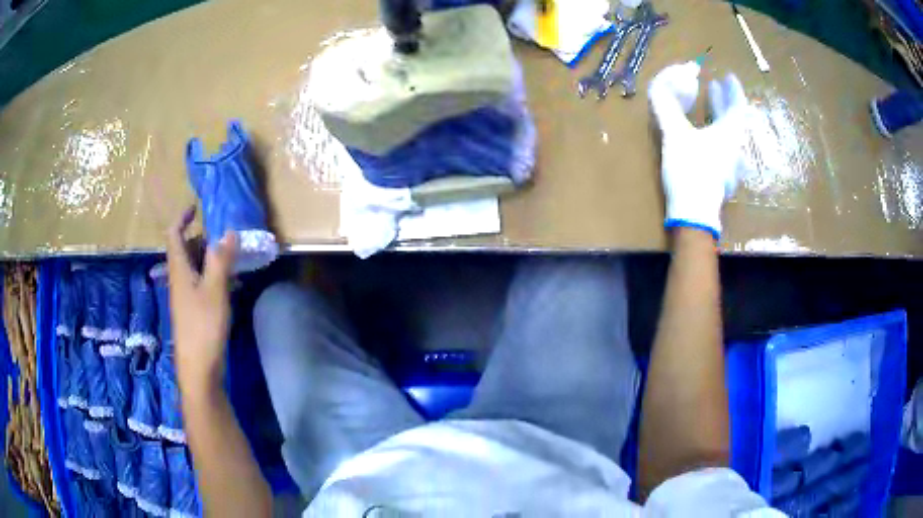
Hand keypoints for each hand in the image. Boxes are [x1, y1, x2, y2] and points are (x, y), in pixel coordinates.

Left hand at [166, 206, 236, 395]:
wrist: (198, 367)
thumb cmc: (203, 326)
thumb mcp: (215, 290)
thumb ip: (221, 260)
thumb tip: (228, 231)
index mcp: (179, 270)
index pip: (174, 235)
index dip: (182, 218)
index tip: (197, 207)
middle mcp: (179, 279)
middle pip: (185, 249)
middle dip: (202, 237)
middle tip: (224, 233)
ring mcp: (185, 296)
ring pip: (194, 266)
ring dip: (209, 256)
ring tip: (231, 254)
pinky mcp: (193, 310)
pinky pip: (200, 282)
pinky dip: (212, 275)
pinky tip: (230, 281)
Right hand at [648, 61, 751, 238]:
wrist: (694, 214)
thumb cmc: (690, 171)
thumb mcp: (675, 134)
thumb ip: (666, 108)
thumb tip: (657, 86)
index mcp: (729, 133)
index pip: (737, 105)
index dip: (733, 89)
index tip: (728, 77)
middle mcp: (735, 147)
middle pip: (735, 119)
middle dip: (724, 101)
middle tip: (716, 87)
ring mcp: (731, 165)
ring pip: (731, 135)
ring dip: (720, 117)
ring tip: (710, 107)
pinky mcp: (723, 177)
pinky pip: (725, 148)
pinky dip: (718, 135)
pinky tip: (709, 138)